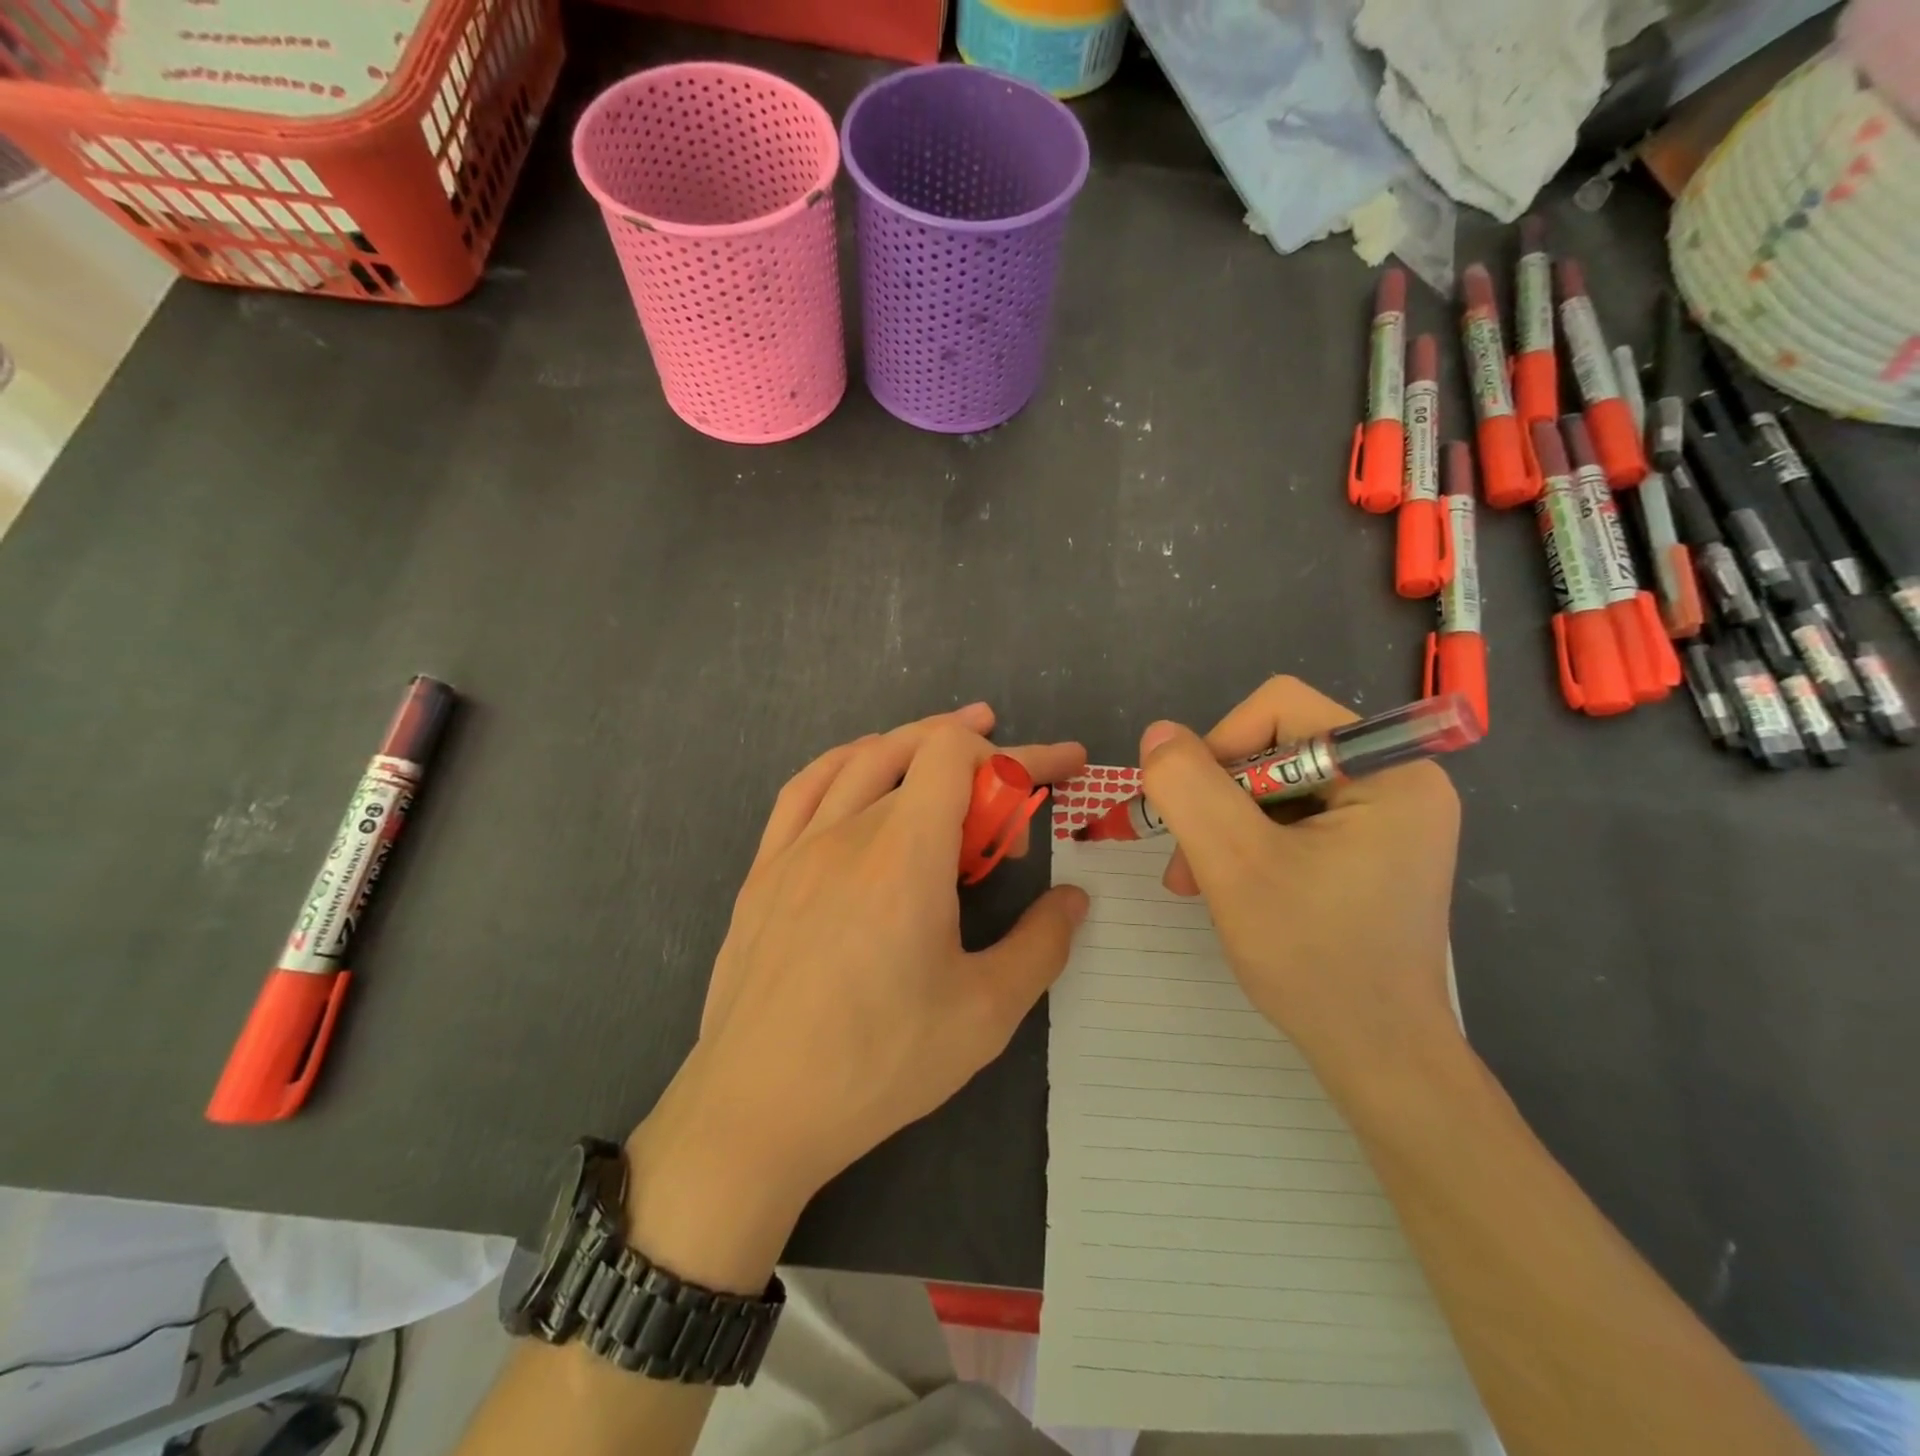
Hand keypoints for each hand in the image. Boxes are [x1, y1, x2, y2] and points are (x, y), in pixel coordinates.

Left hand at [632, 704, 1087, 1268]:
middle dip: (982, 758)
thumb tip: (1072, 900)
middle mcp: (849, 832)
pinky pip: (805, 788)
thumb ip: (1040, 945)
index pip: (960, 755)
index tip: (1061, 768)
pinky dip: (847, 763)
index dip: (1019, 751)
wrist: (756, 1111)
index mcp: (906, 856)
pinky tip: (862, 772)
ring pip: (862, 760)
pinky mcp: (763, 871)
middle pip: (919, 752)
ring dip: (915, 743)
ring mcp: (797, 847)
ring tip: (954, 750)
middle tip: (1017, 791)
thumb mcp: (984, 1014)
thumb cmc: (878, 1064)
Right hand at [1138, 677, 1461, 1085]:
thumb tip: (1158, 733)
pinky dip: (1249, 845)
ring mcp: (1387, 818)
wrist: (1377, 1056)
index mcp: (1389, 771)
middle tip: (1186, 859)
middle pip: (1276, 747)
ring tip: (1196, 880)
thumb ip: (1189, 787)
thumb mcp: (1234, 864)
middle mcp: (1398, 782)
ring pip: (1275, 786)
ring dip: (1225, 826)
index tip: (1193, 808)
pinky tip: (1229, 886)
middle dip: (1218, 798)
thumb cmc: (1313, 958)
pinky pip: (1292, 818)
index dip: (1221, 745)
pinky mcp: (1370, 849)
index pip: (1281, 708)